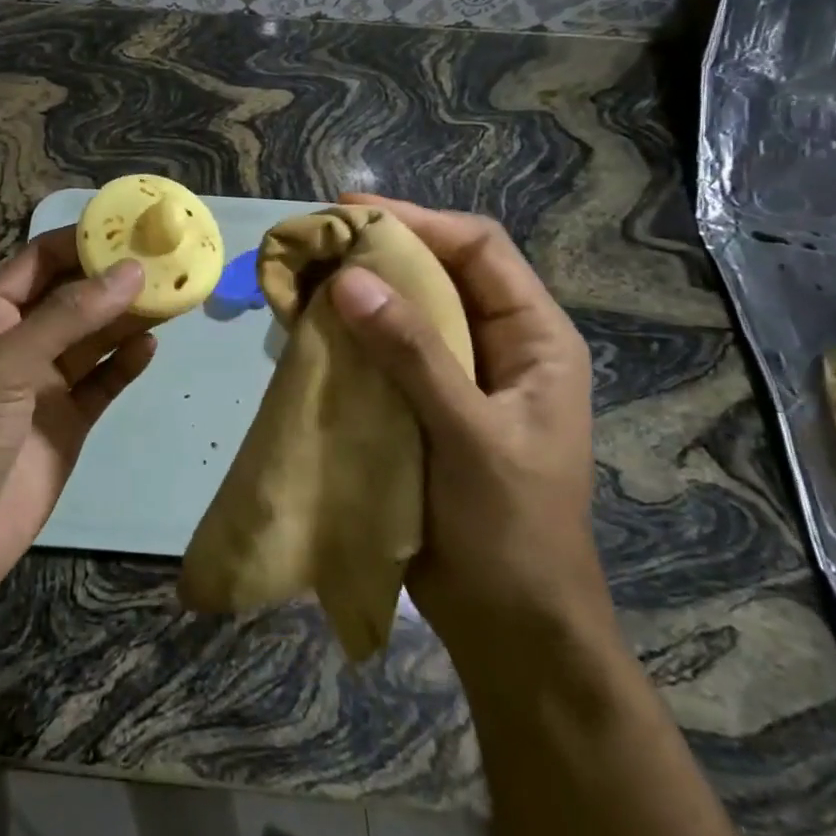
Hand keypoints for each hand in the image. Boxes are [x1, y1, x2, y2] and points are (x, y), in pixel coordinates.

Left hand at [0, 228, 155, 606]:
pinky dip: (126, 364)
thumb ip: (67, 318)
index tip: (132, 225)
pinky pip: (103, 382)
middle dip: (114, 277)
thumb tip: (129, 271)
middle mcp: (18, 341)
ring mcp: (44, 383)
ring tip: (174, 294)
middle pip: (74, 296)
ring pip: (94, 337)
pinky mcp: (68, 422)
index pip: (39, 261)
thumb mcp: (3, 366)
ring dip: (128, 317)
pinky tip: (151, 347)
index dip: (81, 240)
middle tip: (168, 259)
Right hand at [328, 195, 607, 652]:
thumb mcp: (469, 435)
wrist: (508, 625)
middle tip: (314, 241)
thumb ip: (413, 354)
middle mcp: (497, 345)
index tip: (351, 209)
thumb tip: (350, 279)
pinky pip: (381, 351)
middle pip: (437, 271)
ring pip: (403, 310)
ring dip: (356, 291)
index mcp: (535, 338)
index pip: (478, 249)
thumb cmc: (509, 529)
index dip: (418, 220)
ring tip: (301, 277)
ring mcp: (456, 375)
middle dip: (377, 251)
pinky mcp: (420, 404)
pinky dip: (346, 334)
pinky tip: (306, 328)